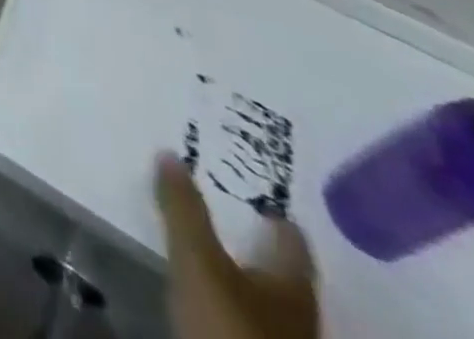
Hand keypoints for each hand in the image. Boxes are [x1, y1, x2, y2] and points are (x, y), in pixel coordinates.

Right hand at [156, 155, 318, 338]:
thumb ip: (183, 209)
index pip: (294, 241)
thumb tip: (171, 153)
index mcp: (293, 286)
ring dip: (250, 281)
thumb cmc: (230, 330)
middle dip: (260, 247)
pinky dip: (240, 310)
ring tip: (220, 256)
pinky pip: (255, 326)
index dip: (276, 216)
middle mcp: (301, 317)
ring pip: (272, 305)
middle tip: (233, 217)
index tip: (258, 196)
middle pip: (286, 274)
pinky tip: (219, 303)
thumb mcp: (197, 262)